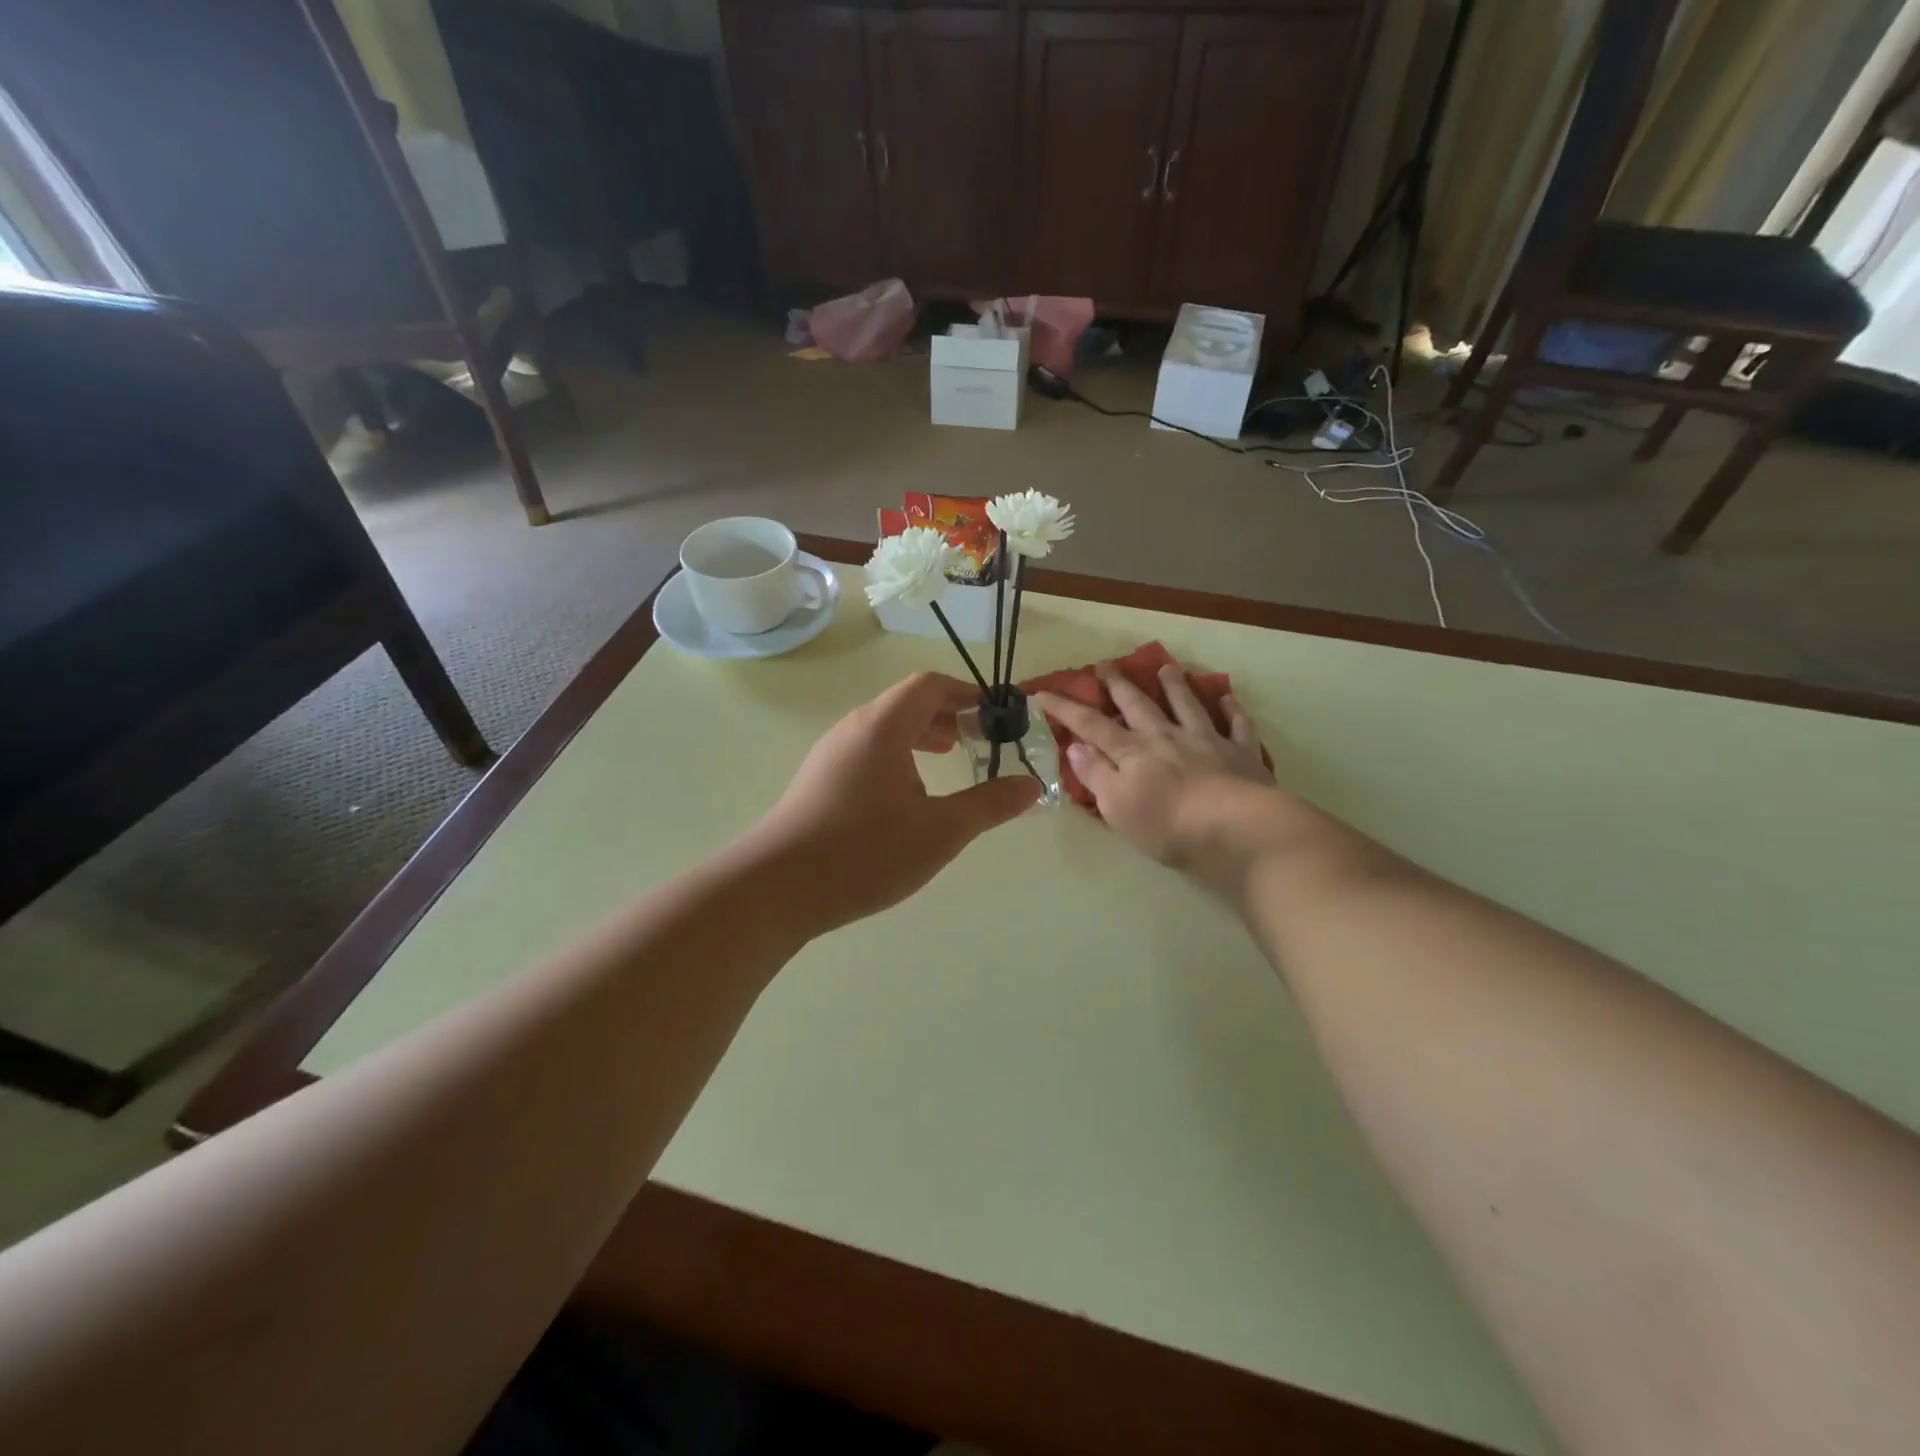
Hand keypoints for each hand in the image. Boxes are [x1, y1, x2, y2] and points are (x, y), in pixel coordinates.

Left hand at [748, 673, 1040, 935]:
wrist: (777, 888)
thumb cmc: (865, 851)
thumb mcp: (940, 830)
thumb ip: (988, 805)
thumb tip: (1031, 786)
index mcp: (883, 726)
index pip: (929, 685)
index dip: (967, 693)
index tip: (996, 716)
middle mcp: (854, 729)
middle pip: (906, 703)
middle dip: (948, 714)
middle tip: (978, 739)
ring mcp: (830, 754)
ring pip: (884, 728)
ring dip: (921, 735)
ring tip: (948, 758)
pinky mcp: (818, 780)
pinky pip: (867, 751)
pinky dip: (897, 756)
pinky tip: (907, 795)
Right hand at [1033, 660, 1278, 872]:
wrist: (1237, 829)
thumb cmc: (1168, 825)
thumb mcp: (1117, 806)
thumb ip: (1096, 774)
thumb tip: (1076, 746)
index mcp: (1133, 752)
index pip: (1091, 725)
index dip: (1066, 709)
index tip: (1043, 693)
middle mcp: (1167, 738)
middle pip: (1138, 706)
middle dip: (1118, 686)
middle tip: (1105, 665)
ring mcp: (1207, 742)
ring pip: (1187, 706)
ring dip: (1174, 687)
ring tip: (1166, 668)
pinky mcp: (1241, 755)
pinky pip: (1237, 726)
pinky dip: (1233, 711)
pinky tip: (1229, 698)